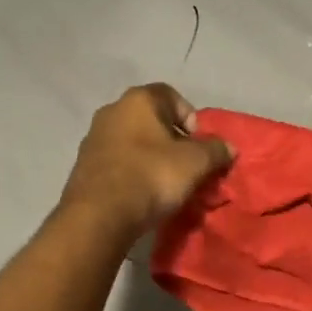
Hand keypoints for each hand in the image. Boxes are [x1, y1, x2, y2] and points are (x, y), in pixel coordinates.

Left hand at [58, 84, 233, 238]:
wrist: (99, 216)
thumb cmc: (151, 176)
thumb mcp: (195, 163)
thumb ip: (215, 150)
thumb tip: (228, 147)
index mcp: (138, 100)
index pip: (171, 95)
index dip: (190, 117)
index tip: (199, 144)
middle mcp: (111, 111)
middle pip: (150, 119)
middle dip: (171, 140)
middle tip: (187, 165)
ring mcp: (93, 138)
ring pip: (132, 142)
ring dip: (150, 157)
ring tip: (165, 183)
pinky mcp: (83, 166)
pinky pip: (117, 162)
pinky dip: (132, 172)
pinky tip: (142, 194)